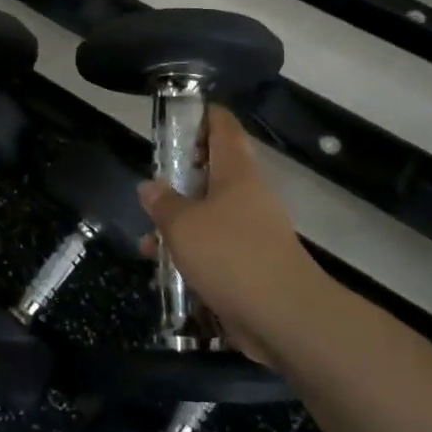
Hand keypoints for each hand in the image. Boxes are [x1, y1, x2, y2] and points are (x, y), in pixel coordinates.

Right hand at [137, 107, 322, 363]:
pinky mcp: (251, 265)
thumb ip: (163, 203)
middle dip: (179, 179)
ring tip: (147, 241)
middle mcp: (247, 196)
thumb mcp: (183, 225)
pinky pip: (215, 250)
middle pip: (212, 173)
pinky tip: (166, 273)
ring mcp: (252, 232)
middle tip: (150, 186)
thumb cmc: (231, 255)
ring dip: (179, 225)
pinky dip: (191, 255)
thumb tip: (150, 186)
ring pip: (209, 215)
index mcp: (236, 173)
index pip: (223, 127)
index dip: (202, 115)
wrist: (284, 317)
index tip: (177, 115)